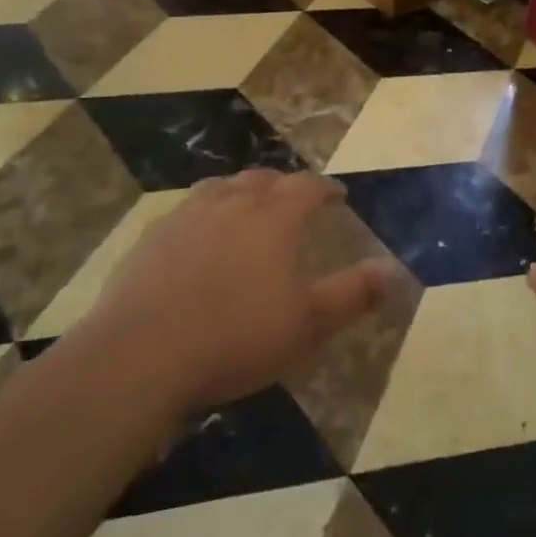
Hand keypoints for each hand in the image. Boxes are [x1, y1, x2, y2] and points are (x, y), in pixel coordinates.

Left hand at [83, 170, 394, 413]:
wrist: (140, 356)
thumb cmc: (236, 337)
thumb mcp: (308, 323)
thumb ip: (354, 293)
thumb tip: (394, 270)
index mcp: (273, 216)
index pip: (308, 186)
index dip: (326, 188)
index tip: (338, 195)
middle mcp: (232, 202)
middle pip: (263, 179)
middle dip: (283, 186)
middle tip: (293, 201)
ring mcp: (187, 216)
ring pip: (221, 188)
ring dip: (240, 192)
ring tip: (246, 209)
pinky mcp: (152, 237)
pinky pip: (186, 211)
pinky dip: (203, 215)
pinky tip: (197, 239)